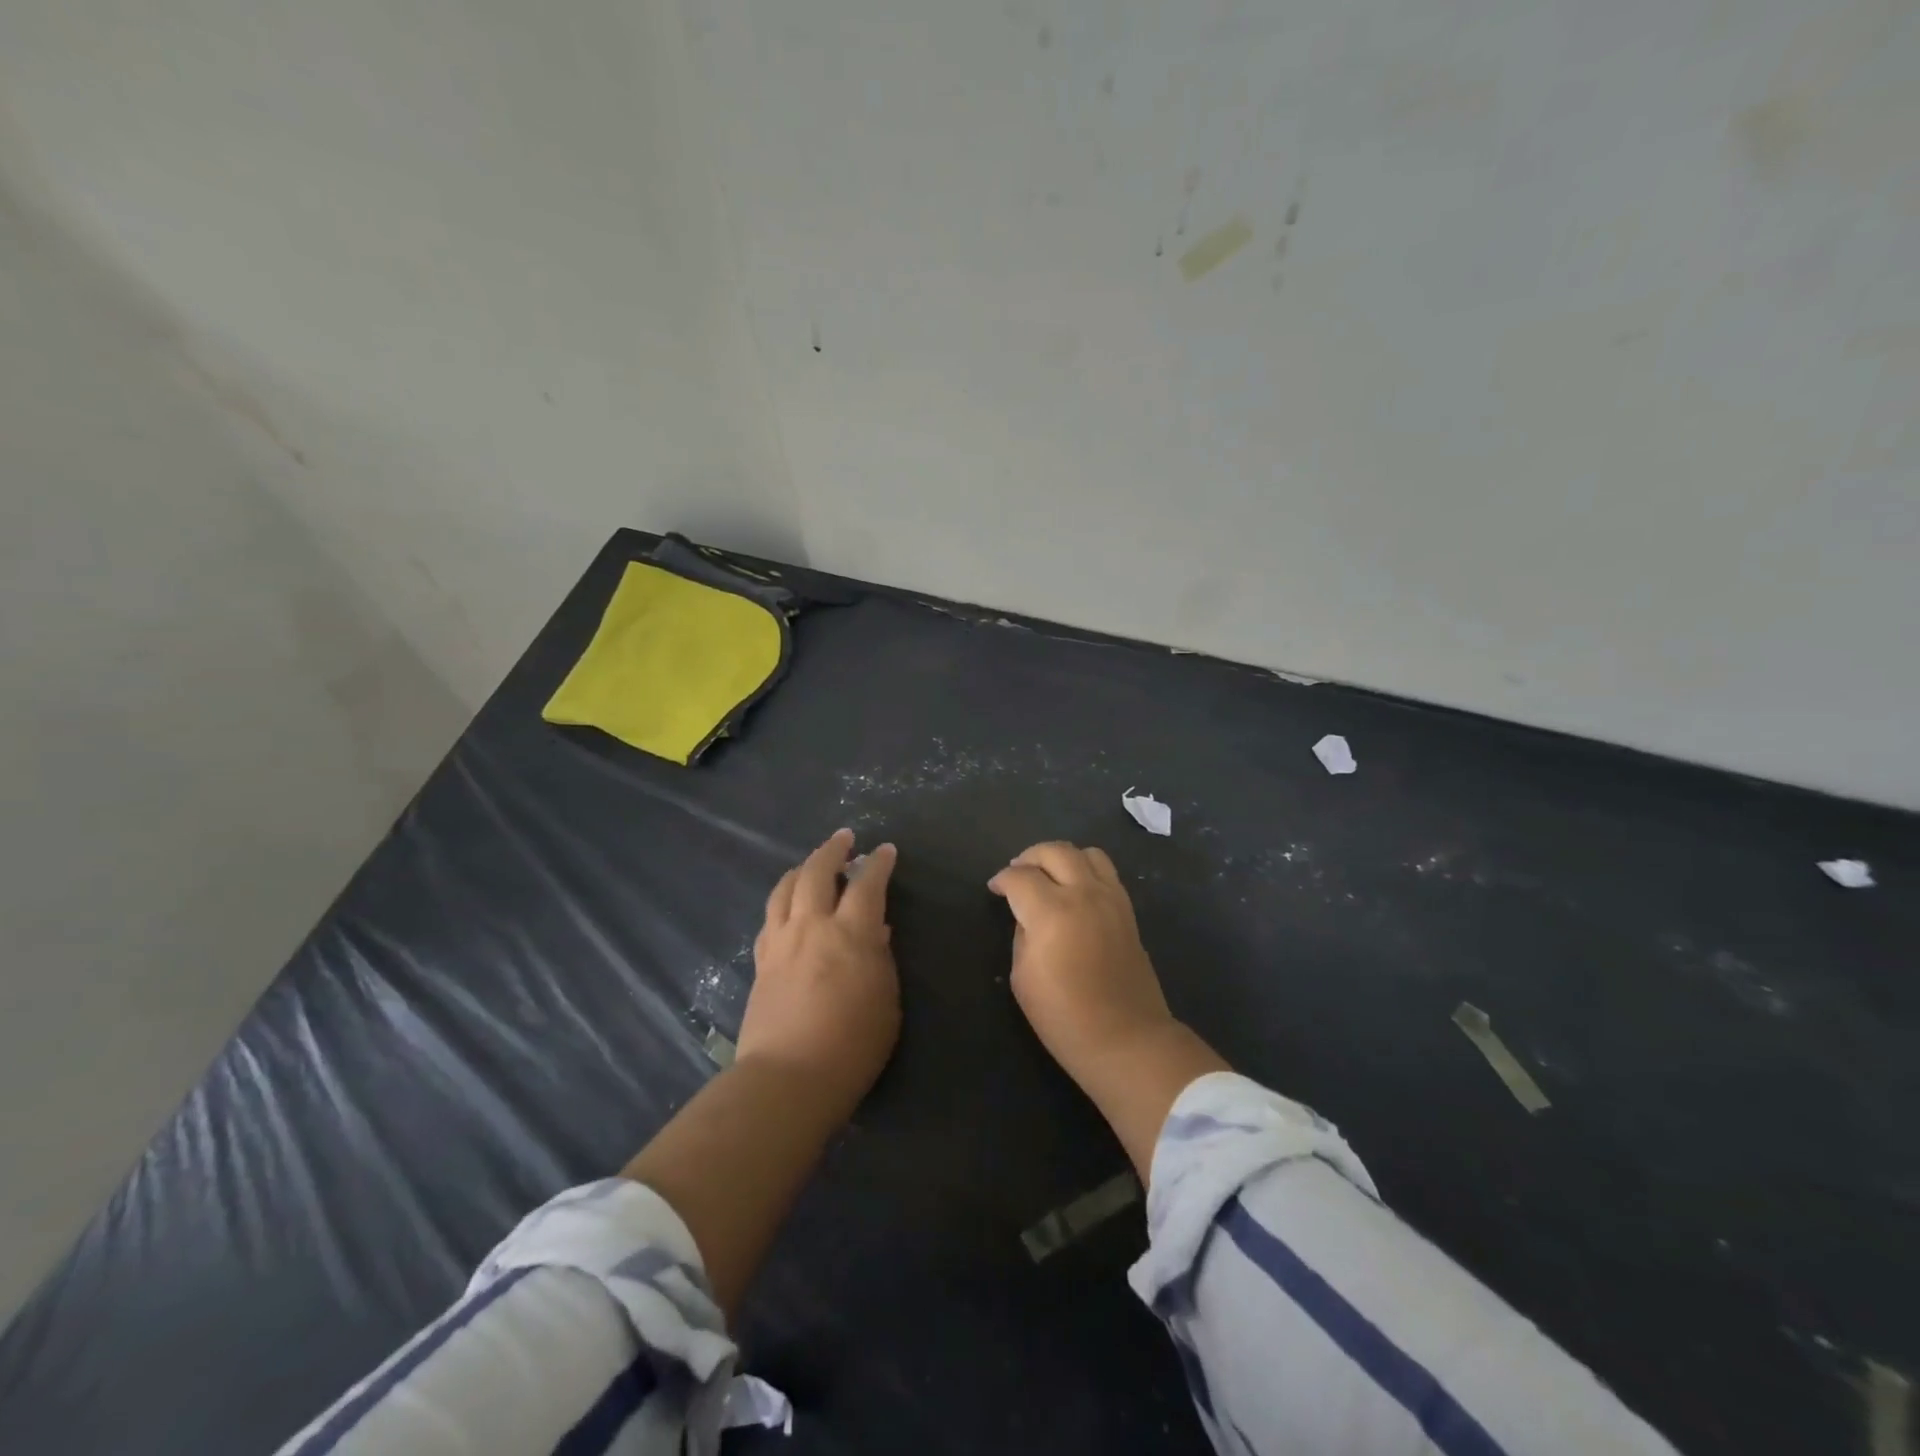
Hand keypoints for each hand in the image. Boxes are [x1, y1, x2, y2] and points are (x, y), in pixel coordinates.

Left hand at [738, 828, 899, 1119]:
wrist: (788, 1078)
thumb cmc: (852, 1045)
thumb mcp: (886, 1002)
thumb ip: (881, 960)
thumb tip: (875, 931)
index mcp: (850, 933)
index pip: (866, 884)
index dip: (878, 863)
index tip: (885, 850)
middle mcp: (812, 926)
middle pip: (817, 872)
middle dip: (833, 850)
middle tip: (844, 838)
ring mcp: (781, 942)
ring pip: (785, 889)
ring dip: (801, 869)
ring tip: (811, 864)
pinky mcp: (761, 962)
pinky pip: (770, 918)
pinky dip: (782, 901)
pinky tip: (786, 906)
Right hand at [989, 841, 1228, 1179]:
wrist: (1126, 1039)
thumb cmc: (1064, 1017)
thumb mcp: (1023, 977)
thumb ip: (1022, 935)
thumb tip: (1028, 917)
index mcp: (1052, 912)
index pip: (1020, 877)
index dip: (1002, 880)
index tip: (994, 890)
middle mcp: (1084, 894)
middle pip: (1054, 851)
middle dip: (1029, 857)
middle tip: (1017, 873)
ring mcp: (1111, 899)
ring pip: (1086, 853)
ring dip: (1062, 857)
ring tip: (1049, 875)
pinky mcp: (1128, 910)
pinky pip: (1106, 872)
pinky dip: (1086, 870)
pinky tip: (1075, 890)